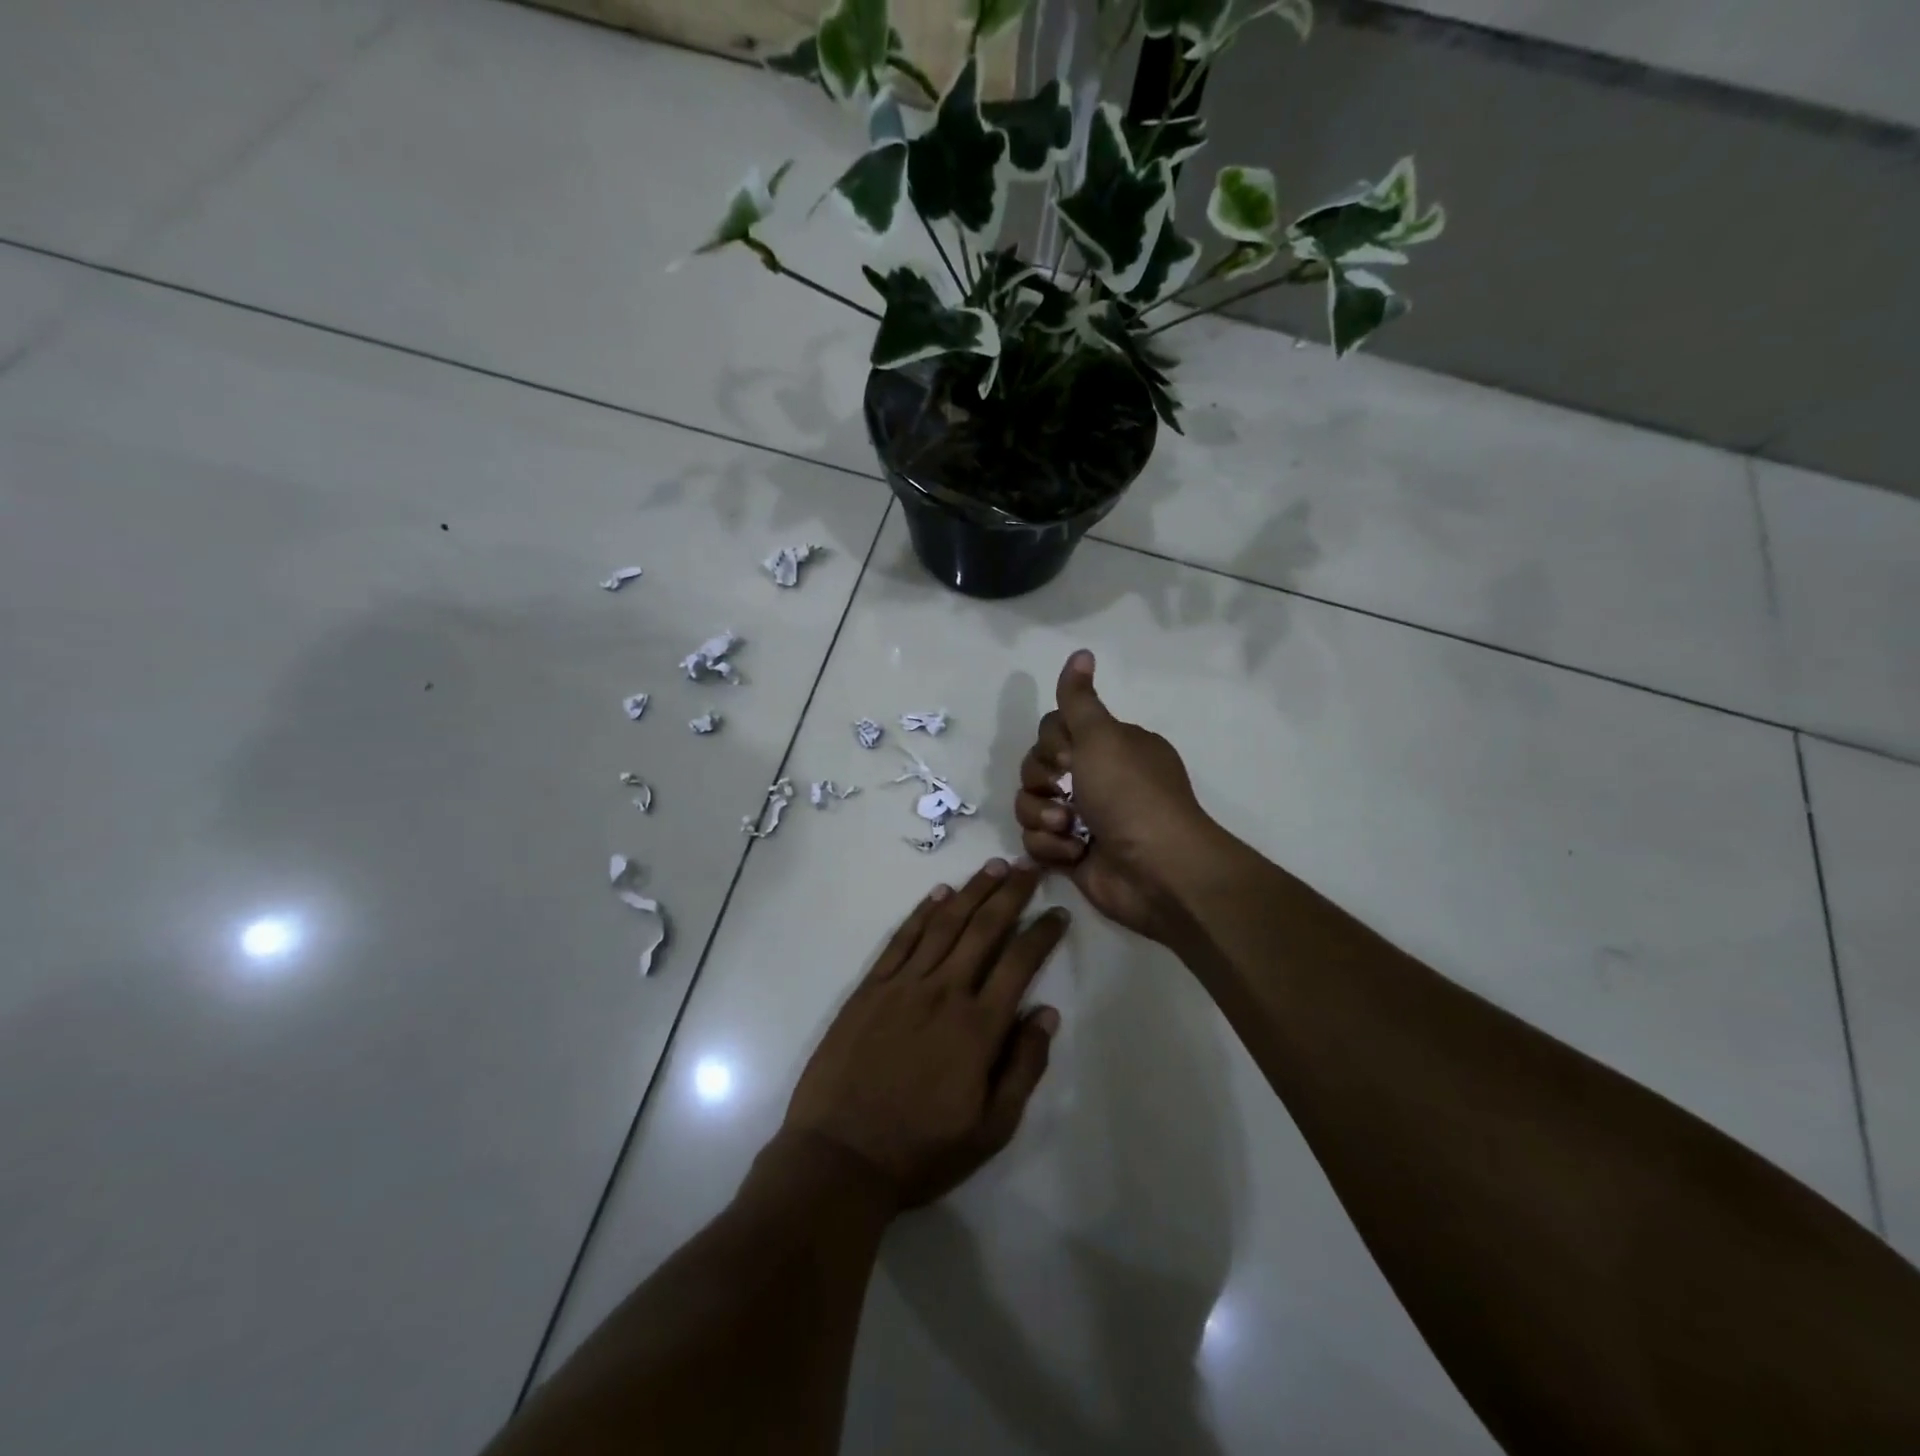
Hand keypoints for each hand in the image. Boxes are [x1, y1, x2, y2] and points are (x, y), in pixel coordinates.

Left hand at [782, 859, 1066, 1211]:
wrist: (839, 1157)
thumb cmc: (920, 1151)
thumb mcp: (990, 1130)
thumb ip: (1023, 1068)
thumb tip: (1047, 1013)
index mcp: (977, 1027)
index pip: (1020, 963)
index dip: (1043, 933)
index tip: (1058, 913)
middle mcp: (944, 992)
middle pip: (984, 930)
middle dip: (1011, 894)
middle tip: (1029, 868)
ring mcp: (903, 985)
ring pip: (945, 924)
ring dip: (972, 892)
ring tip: (993, 867)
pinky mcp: (870, 988)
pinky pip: (902, 939)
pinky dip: (923, 912)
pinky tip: (940, 894)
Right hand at [1014, 650, 1218, 942]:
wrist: (1156, 870)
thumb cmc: (1131, 795)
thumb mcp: (1103, 737)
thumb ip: (1079, 699)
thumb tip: (1080, 652)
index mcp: (1109, 747)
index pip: (1054, 731)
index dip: (1051, 744)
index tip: (1067, 757)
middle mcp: (1096, 778)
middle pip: (1036, 767)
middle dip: (1042, 781)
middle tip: (1066, 793)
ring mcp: (1083, 818)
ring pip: (1030, 804)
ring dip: (1042, 816)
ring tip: (1068, 830)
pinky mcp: (1071, 854)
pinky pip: (1036, 840)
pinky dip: (1050, 847)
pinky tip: (1074, 854)